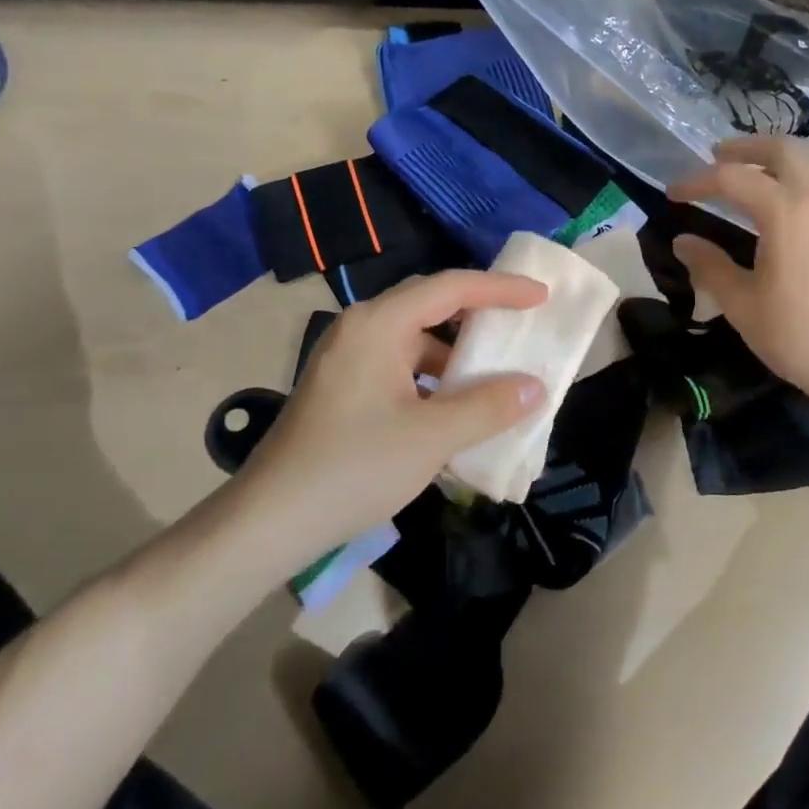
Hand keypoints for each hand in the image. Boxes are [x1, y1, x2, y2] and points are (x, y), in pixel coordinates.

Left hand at [240, 271, 548, 546]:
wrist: (268, 521)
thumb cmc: (353, 467)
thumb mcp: (432, 437)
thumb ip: (489, 406)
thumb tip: (535, 386)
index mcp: (379, 324)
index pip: (450, 287)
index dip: (500, 288)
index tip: (540, 297)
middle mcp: (361, 328)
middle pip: (431, 304)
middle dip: (479, 314)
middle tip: (521, 325)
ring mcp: (348, 358)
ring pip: (415, 338)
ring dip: (456, 352)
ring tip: (495, 373)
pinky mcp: (343, 387)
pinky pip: (400, 365)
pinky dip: (433, 376)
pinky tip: (454, 406)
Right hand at [669, 138, 808, 413]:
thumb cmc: (796, 334)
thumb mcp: (741, 303)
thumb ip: (709, 266)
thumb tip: (683, 241)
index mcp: (785, 211)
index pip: (733, 179)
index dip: (697, 182)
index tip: (672, 195)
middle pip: (781, 150)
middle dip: (744, 148)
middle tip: (715, 157)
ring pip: (807, 162)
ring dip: (774, 157)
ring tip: (746, 172)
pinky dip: (794, 175)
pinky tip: (779, 201)